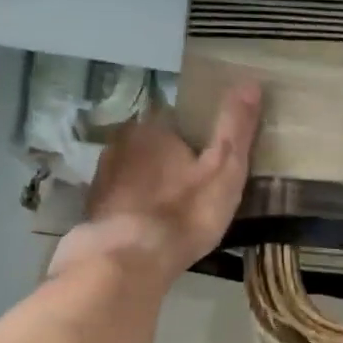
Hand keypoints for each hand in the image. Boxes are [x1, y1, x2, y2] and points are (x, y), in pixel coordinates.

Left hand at [47, 84, 262, 284]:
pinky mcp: (92, 208)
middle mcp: (121, 142)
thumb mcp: (224, 170)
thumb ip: (235, 127)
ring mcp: (102, 176)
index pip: (176, 118)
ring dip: (149, 185)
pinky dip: (134, 208)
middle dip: (169, 161)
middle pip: (152, 144)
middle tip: (194, 190)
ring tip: (173, 211)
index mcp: (153, 127)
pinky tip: (148, 228)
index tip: (208, 161)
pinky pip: (121, 199)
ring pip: (134, 172)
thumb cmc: (182, 213)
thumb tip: (250, 81)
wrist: (125, 261)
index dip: (194, 138)